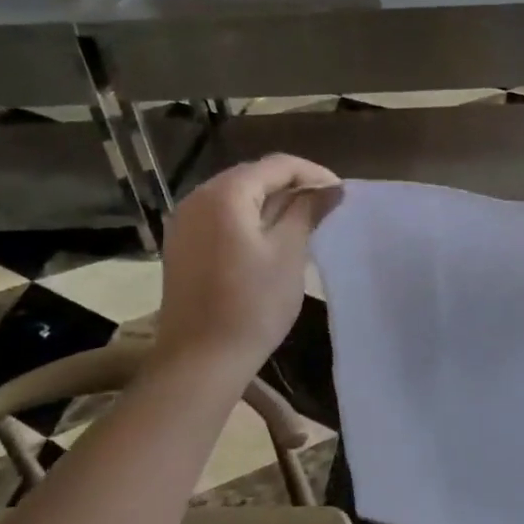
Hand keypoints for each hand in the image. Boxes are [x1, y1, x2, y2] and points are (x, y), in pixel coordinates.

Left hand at [152, 154, 341, 378]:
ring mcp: (185, 223)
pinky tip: (272, 240)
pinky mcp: (183, 246)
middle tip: (327, 207)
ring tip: (305, 222)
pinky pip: (222, 218)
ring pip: (237, 198)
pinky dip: (251, 220)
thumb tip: (330, 189)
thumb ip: (307, 212)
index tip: (341, 194)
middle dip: (292, 186)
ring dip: (272, 203)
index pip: (277, 165)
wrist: (200, 359)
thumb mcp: (289, 253)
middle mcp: (198, 198)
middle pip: (253, 177)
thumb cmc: (252, 304)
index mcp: (225, 194)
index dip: (313, 173)